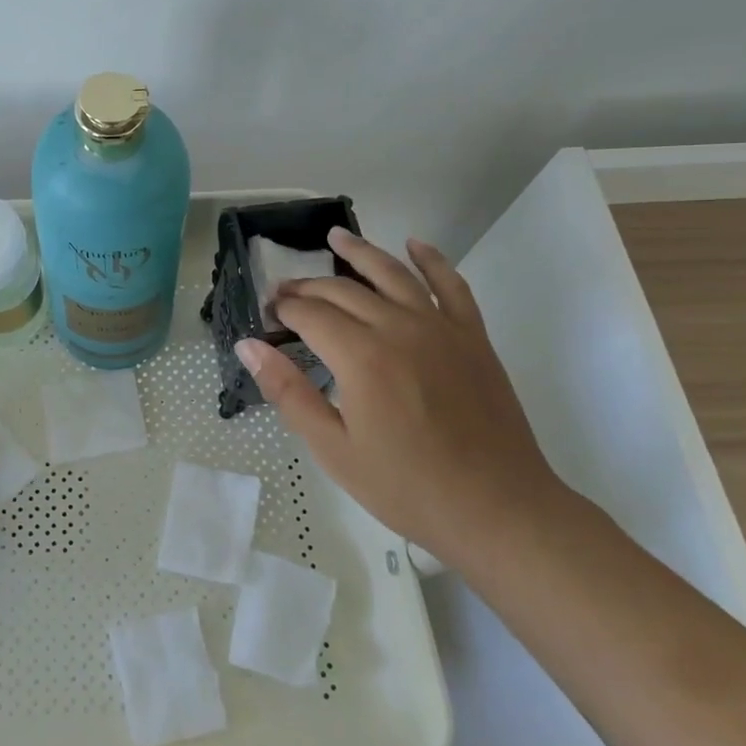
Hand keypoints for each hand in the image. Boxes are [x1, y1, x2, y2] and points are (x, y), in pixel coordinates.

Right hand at [236, 227, 566, 563]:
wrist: (497, 509)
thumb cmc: (407, 487)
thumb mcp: (334, 449)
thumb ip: (289, 392)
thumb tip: (248, 346)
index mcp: (361, 357)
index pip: (310, 315)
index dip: (284, 309)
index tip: (268, 313)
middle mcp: (398, 327)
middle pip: (343, 291)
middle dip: (308, 288)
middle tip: (286, 292)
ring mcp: (440, 327)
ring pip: (393, 273)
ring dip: (361, 252)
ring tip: (335, 237)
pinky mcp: (472, 336)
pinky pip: (451, 284)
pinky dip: (432, 260)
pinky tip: (415, 244)